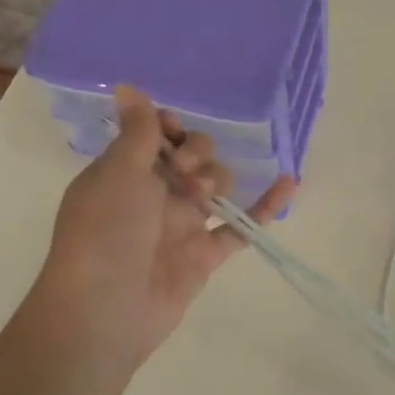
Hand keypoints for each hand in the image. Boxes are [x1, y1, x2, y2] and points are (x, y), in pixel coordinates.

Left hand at [33, 86, 295, 379]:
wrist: (107, 308)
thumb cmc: (105, 232)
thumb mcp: (119, 173)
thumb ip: (136, 131)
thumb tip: (126, 85)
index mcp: (125, 172)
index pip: (155, 135)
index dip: (168, 128)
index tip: (171, 131)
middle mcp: (154, 195)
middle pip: (192, 156)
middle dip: (196, 153)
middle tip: (185, 169)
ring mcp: (182, 225)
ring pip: (216, 186)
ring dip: (218, 179)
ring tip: (203, 196)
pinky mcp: (205, 254)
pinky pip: (241, 225)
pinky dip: (264, 206)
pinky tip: (289, 182)